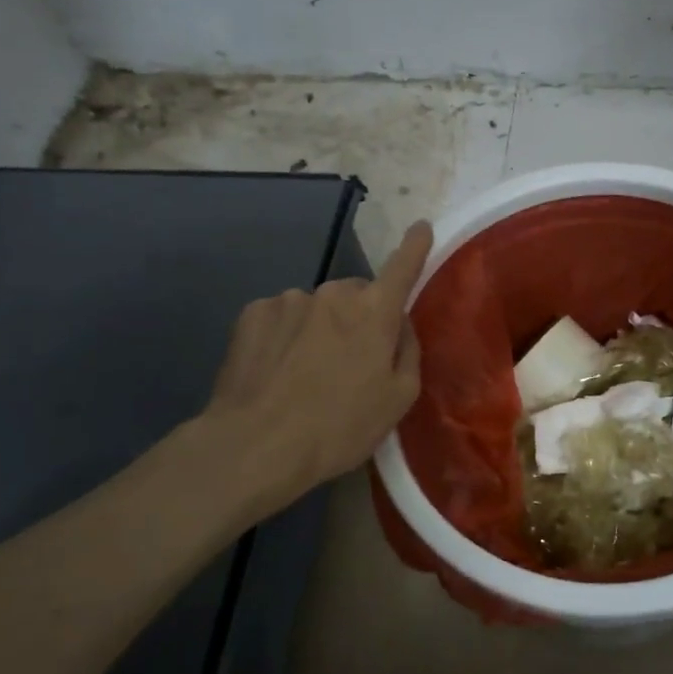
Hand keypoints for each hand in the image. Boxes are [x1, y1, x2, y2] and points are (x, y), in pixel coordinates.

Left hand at [201, 221, 433, 507]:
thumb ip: (407, 352)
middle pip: (356, 295)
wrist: (255, 446)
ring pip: (317, 308)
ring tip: (306, 375)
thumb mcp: (397, 400)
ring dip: (320, 329)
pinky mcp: (252, 314)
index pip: (402, 267)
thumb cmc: (338, 427)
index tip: (420, 227)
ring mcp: (288, 300)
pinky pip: (282, 318)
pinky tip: (277, 371)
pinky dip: (286, 336)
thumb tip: (400, 326)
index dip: (414, 246)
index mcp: (373, 312)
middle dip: (359, 318)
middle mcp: (332, 294)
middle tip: (351, 363)